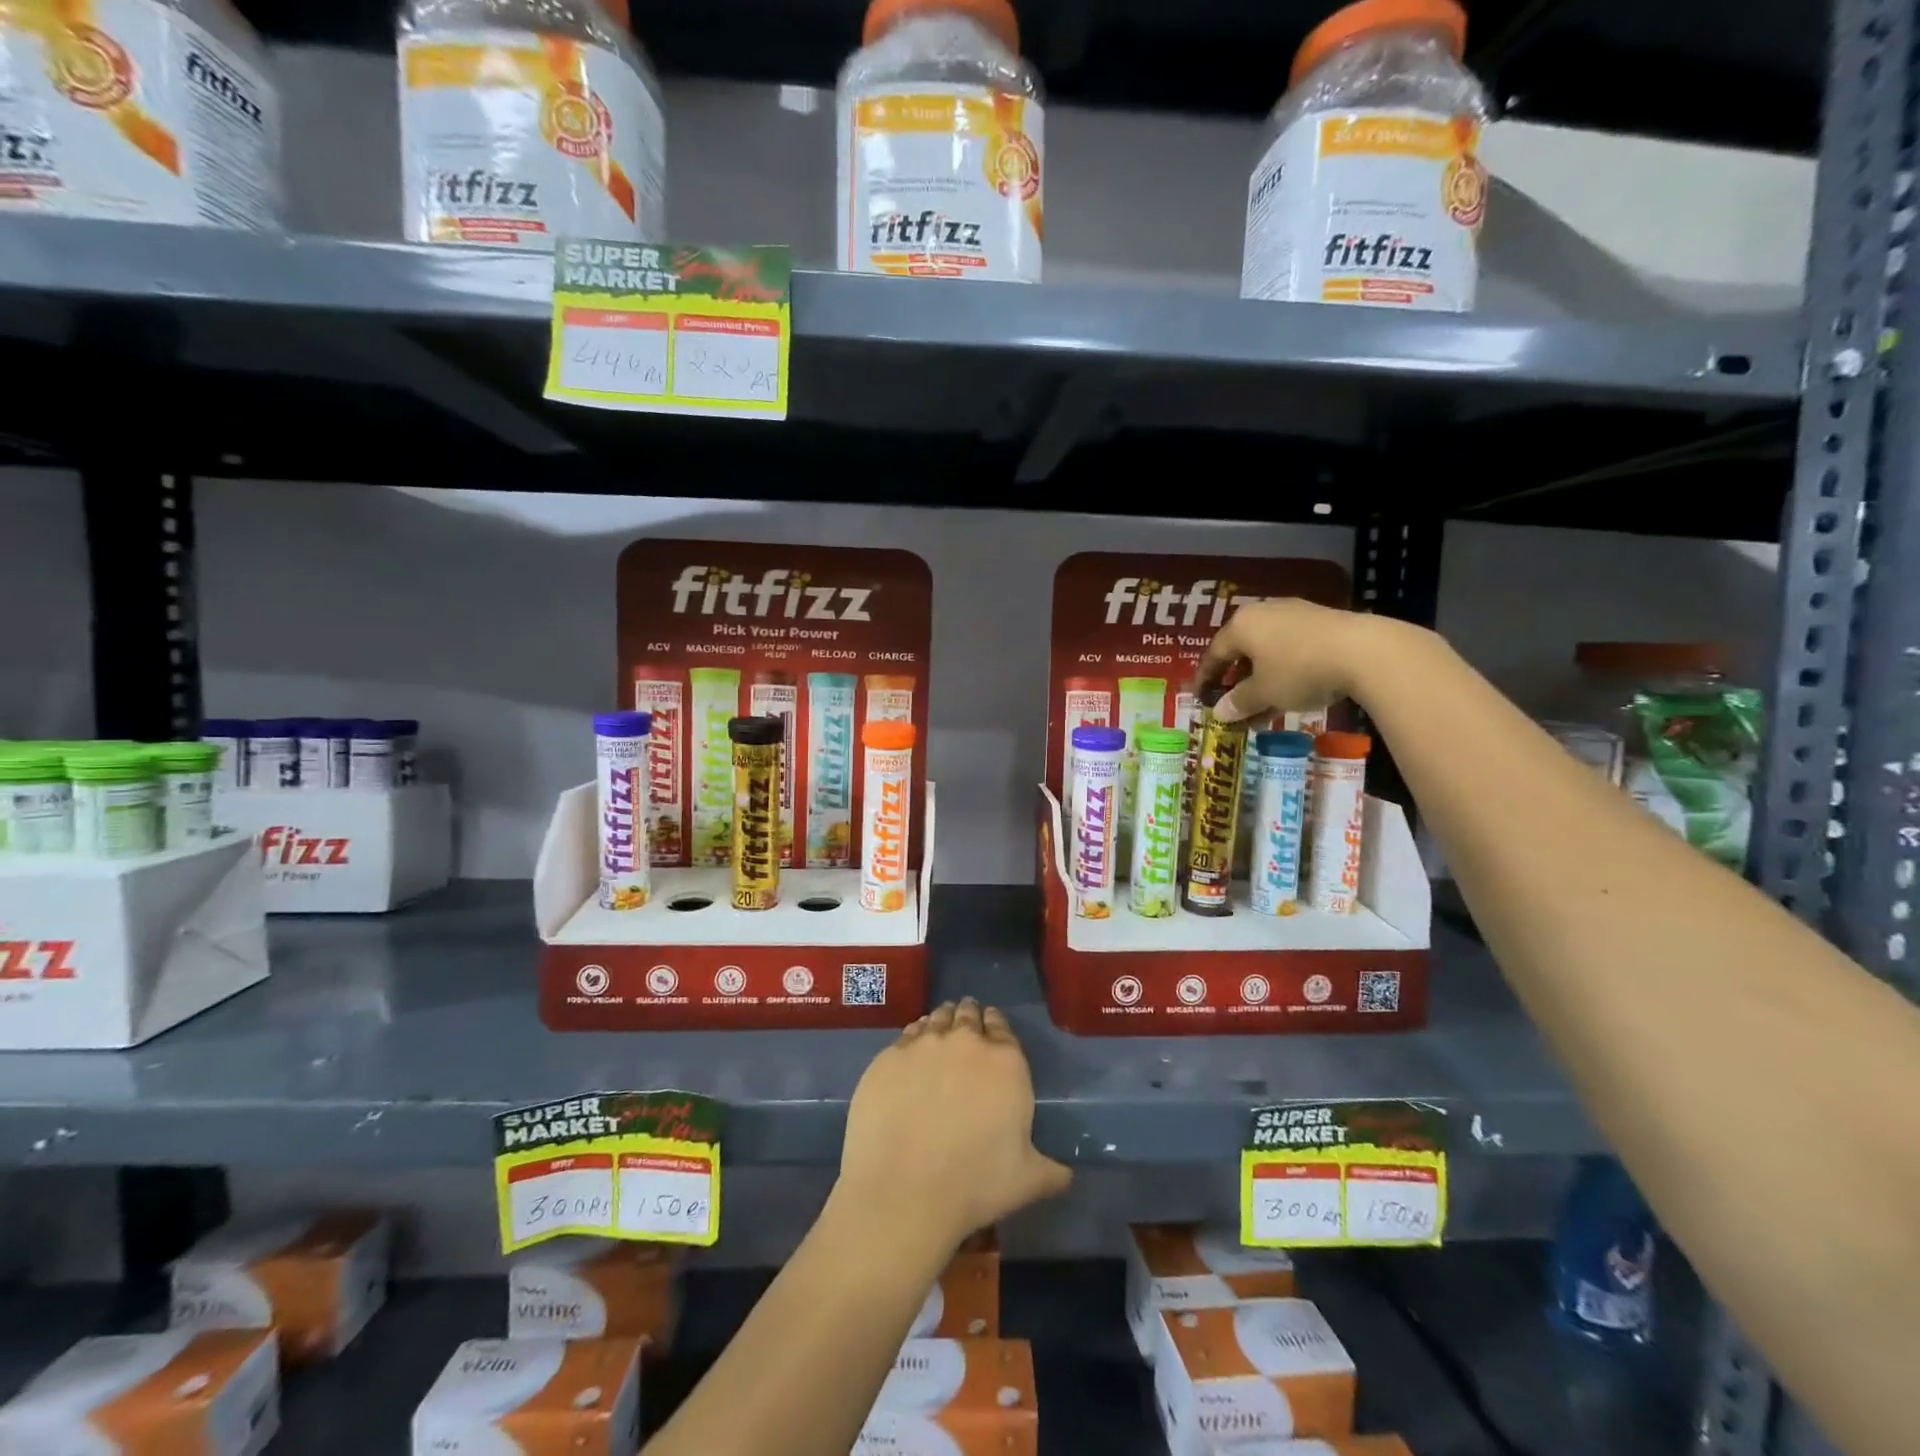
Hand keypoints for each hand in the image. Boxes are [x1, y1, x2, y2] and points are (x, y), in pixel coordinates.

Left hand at [836, 999, 1070, 1251]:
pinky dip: (913, 1038)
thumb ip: (1051, 1171)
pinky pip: (906, 1035)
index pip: (1002, 1025)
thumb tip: (1066, 1174)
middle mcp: (965, 1041)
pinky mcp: (888, 1057)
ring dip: (942, 1022)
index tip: (992, 1032)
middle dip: (970, 1019)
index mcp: (1005, 1061)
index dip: (997, 1026)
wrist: (903, 1192)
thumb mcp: (1028, 1181)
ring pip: (936, 1018)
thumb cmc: (974, 1184)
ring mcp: (923, 1045)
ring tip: (940, 1035)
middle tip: (966, 1033)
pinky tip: (911, 1055)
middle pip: (968, 1013)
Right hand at [1194, 598, 1374, 722]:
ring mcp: (1295, 614)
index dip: (1205, 678)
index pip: (1214, 653)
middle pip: (1242, 649)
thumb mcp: (1264, 693)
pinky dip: (1284, 671)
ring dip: (1261, 680)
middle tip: (1232, 703)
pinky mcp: (1323, 622)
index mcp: (1241, 625)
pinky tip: (1290, 693)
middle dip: (1236, 680)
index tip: (1200, 697)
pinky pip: (1292, 648)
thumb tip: (1220, 712)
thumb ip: (1239, 702)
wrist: (1364, 651)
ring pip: (1268, 651)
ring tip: (1262, 708)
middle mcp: (1264, 612)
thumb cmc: (1299, 670)